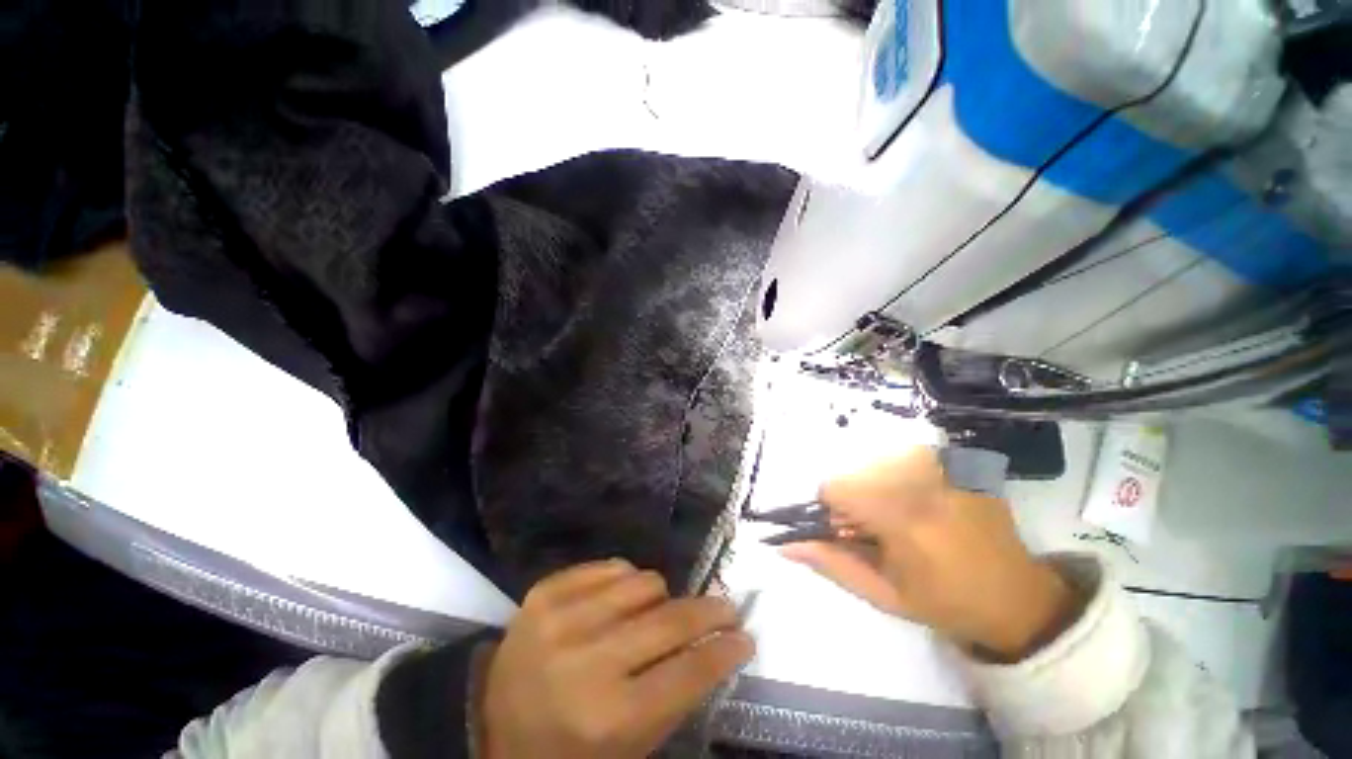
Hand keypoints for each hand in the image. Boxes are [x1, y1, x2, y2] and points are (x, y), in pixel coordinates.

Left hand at [481, 560, 753, 758]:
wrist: (493, 720)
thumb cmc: (569, 745)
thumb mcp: (629, 743)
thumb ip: (676, 695)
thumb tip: (718, 645)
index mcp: (608, 717)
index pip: (686, 673)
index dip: (723, 651)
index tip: (745, 637)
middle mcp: (585, 662)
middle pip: (669, 620)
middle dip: (709, 611)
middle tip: (726, 607)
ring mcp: (561, 618)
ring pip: (644, 582)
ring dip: (661, 597)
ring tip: (654, 613)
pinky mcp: (545, 590)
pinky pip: (612, 566)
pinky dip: (626, 580)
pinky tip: (619, 600)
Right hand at [781, 447, 1075, 661]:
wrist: (1018, 596)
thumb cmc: (946, 603)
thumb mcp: (883, 595)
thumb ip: (831, 563)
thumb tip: (784, 544)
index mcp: (904, 518)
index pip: (835, 487)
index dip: (834, 510)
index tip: (852, 531)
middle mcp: (923, 481)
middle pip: (854, 472)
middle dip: (855, 500)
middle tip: (881, 531)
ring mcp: (946, 466)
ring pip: (875, 462)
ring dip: (876, 488)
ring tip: (905, 520)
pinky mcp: (959, 461)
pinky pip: (904, 458)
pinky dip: (901, 478)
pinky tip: (925, 506)